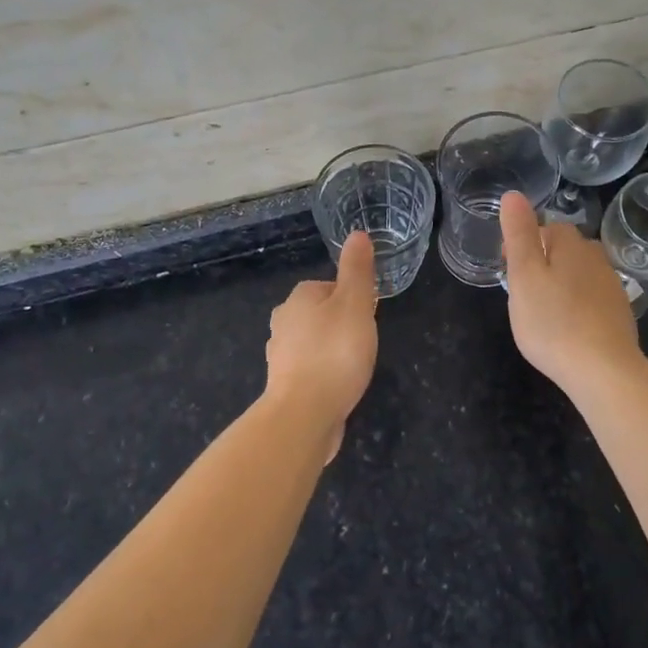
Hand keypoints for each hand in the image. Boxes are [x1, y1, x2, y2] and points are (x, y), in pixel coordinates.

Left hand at [264, 231, 379, 458]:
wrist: (305, 413)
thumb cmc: (335, 353)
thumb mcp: (355, 304)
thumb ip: (357, 270)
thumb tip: (356, 233)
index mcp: (299, 297)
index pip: (331, 287)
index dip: (354, 301)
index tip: (367, 319)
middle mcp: (283, 321)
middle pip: (321, 314)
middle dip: (342, 326)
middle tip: (363, 344)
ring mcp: (280, 355)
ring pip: (313, 342)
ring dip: (331, 351)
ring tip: (352, 367)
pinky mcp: (283, 384)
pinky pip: (309, 370)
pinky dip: (323, 374)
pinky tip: (338, 387)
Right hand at [500, 191, 643, 396]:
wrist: (602, 370)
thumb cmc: (552, 321)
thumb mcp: (524, 275)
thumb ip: (519, 234)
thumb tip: (513, 194)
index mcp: (572, 246)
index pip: (549, 227)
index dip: (526, 242)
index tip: (508, 268)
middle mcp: (597, 260)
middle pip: (568, 250)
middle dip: (546, 261)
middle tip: (524, 290)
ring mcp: (613, 289)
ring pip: (582, 275)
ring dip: (564, 284)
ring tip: (544, 310)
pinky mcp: (620, 316)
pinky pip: (594, 300)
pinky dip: (579, 306)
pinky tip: (569, 328)